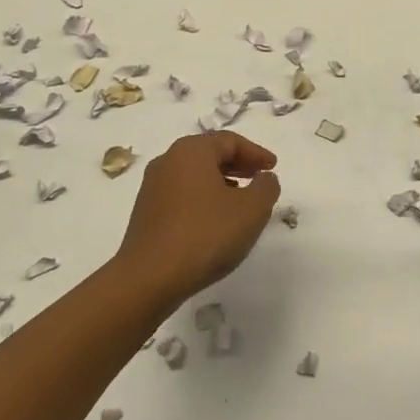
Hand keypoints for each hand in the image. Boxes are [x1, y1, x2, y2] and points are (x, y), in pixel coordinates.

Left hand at [114, 131, 281, 304]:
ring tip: (240, 202)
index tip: (273, 167)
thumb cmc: (205, 234)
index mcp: (192, 151)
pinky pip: (182, 195)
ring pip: (194, 175)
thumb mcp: (251, 209)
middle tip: (259, 179)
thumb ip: (266, 187)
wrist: (149, 278)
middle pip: (209, 154)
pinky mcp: (146, 213)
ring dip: (221, 183)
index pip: (230, 141)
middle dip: (238, 165)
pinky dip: (203, 199)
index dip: (256, 153)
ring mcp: (152, 187)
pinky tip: (214, 221)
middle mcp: (168, 161)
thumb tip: (265, 178)